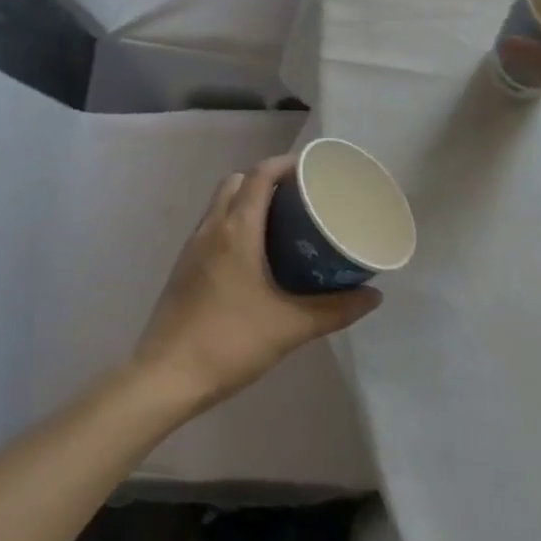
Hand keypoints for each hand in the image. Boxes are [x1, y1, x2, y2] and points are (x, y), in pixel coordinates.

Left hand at [131, 155, 381, 415]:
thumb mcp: (290, 327)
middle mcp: (212, 227)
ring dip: (247, 200)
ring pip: (221, 203)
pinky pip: (212, 226)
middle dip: (267, 179)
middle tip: (299, 198)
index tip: (313, 170)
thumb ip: (335, 310)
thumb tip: (374, 296)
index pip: (260, 175)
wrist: (166, 376)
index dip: (286, 163)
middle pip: (238, 181)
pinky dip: (233, 223)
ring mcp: (193, 246)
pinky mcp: (184, 266)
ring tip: (281, 223)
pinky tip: (253, 256)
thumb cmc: (230, 342)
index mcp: (236, 230)